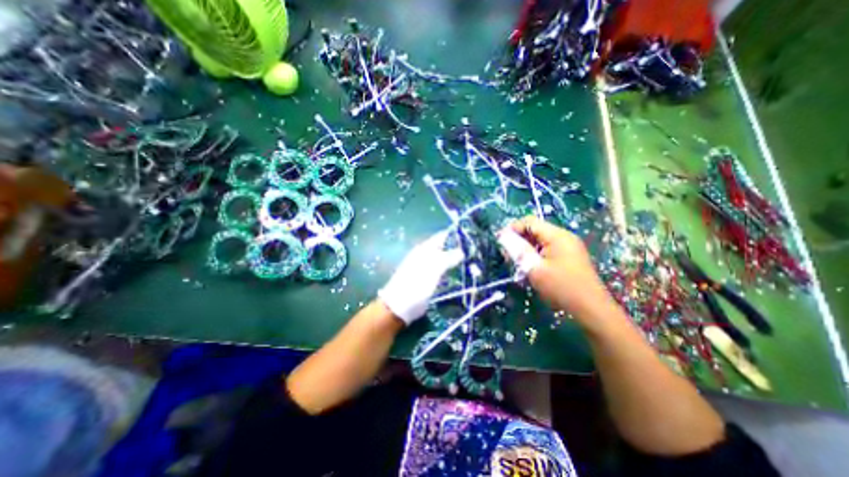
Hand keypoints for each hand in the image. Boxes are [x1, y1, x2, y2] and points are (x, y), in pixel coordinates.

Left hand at [381, 228, 463, 325]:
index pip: (442, 237)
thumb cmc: (416, 284)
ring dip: (454, 260)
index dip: (455, 236)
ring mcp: (425, 268)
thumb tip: (461, 251)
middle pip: (443, 248)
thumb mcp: (433, 269)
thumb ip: (448, 258)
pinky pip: (442, 271)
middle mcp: (425, 255)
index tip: (470, 239)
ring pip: (443, 259)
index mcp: (424, 249)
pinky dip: (450, 270)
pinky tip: (459, 274)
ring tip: (471, 263)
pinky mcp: (427, 279)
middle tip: (473, 252)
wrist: (400, 305)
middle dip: (457, 249)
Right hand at [498, 215, 610, 319]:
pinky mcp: (569, 256)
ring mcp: (568, 246)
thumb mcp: (534, 268)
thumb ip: (518, 250)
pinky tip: (531, 267)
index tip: (500, 241)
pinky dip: (536, 255)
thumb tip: (503, 236)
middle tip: (508, 256)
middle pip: (535, 230)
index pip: (529, 222)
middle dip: (519, 240)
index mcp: (557, 235)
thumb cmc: (561, 287)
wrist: (591, 309)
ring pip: (540, 241)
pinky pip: (547, 249)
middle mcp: (564, 236)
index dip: (513, 228)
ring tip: (517, 263)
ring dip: (526, 249)